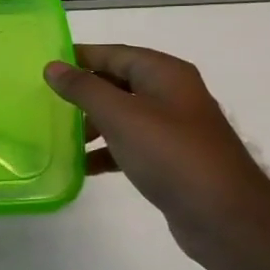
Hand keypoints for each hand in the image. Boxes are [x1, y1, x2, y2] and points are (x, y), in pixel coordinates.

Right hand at [45, 45, 269, 241]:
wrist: (224, 216)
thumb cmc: (171, 154)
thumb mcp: (121, 115)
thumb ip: (84, 89)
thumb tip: (53, 67)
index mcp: (165, 74)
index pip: (115, 53)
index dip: (80, 56)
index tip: (45, 65)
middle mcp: (172, 95)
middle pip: (118, 83)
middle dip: (83, 92)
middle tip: (46, 102)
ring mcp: (174, 129)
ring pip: (123, 116)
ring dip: (92, 124)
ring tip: (61, 137)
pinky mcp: (171, 160)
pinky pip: (131, 146)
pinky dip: (107, 151)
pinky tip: (83, 167)